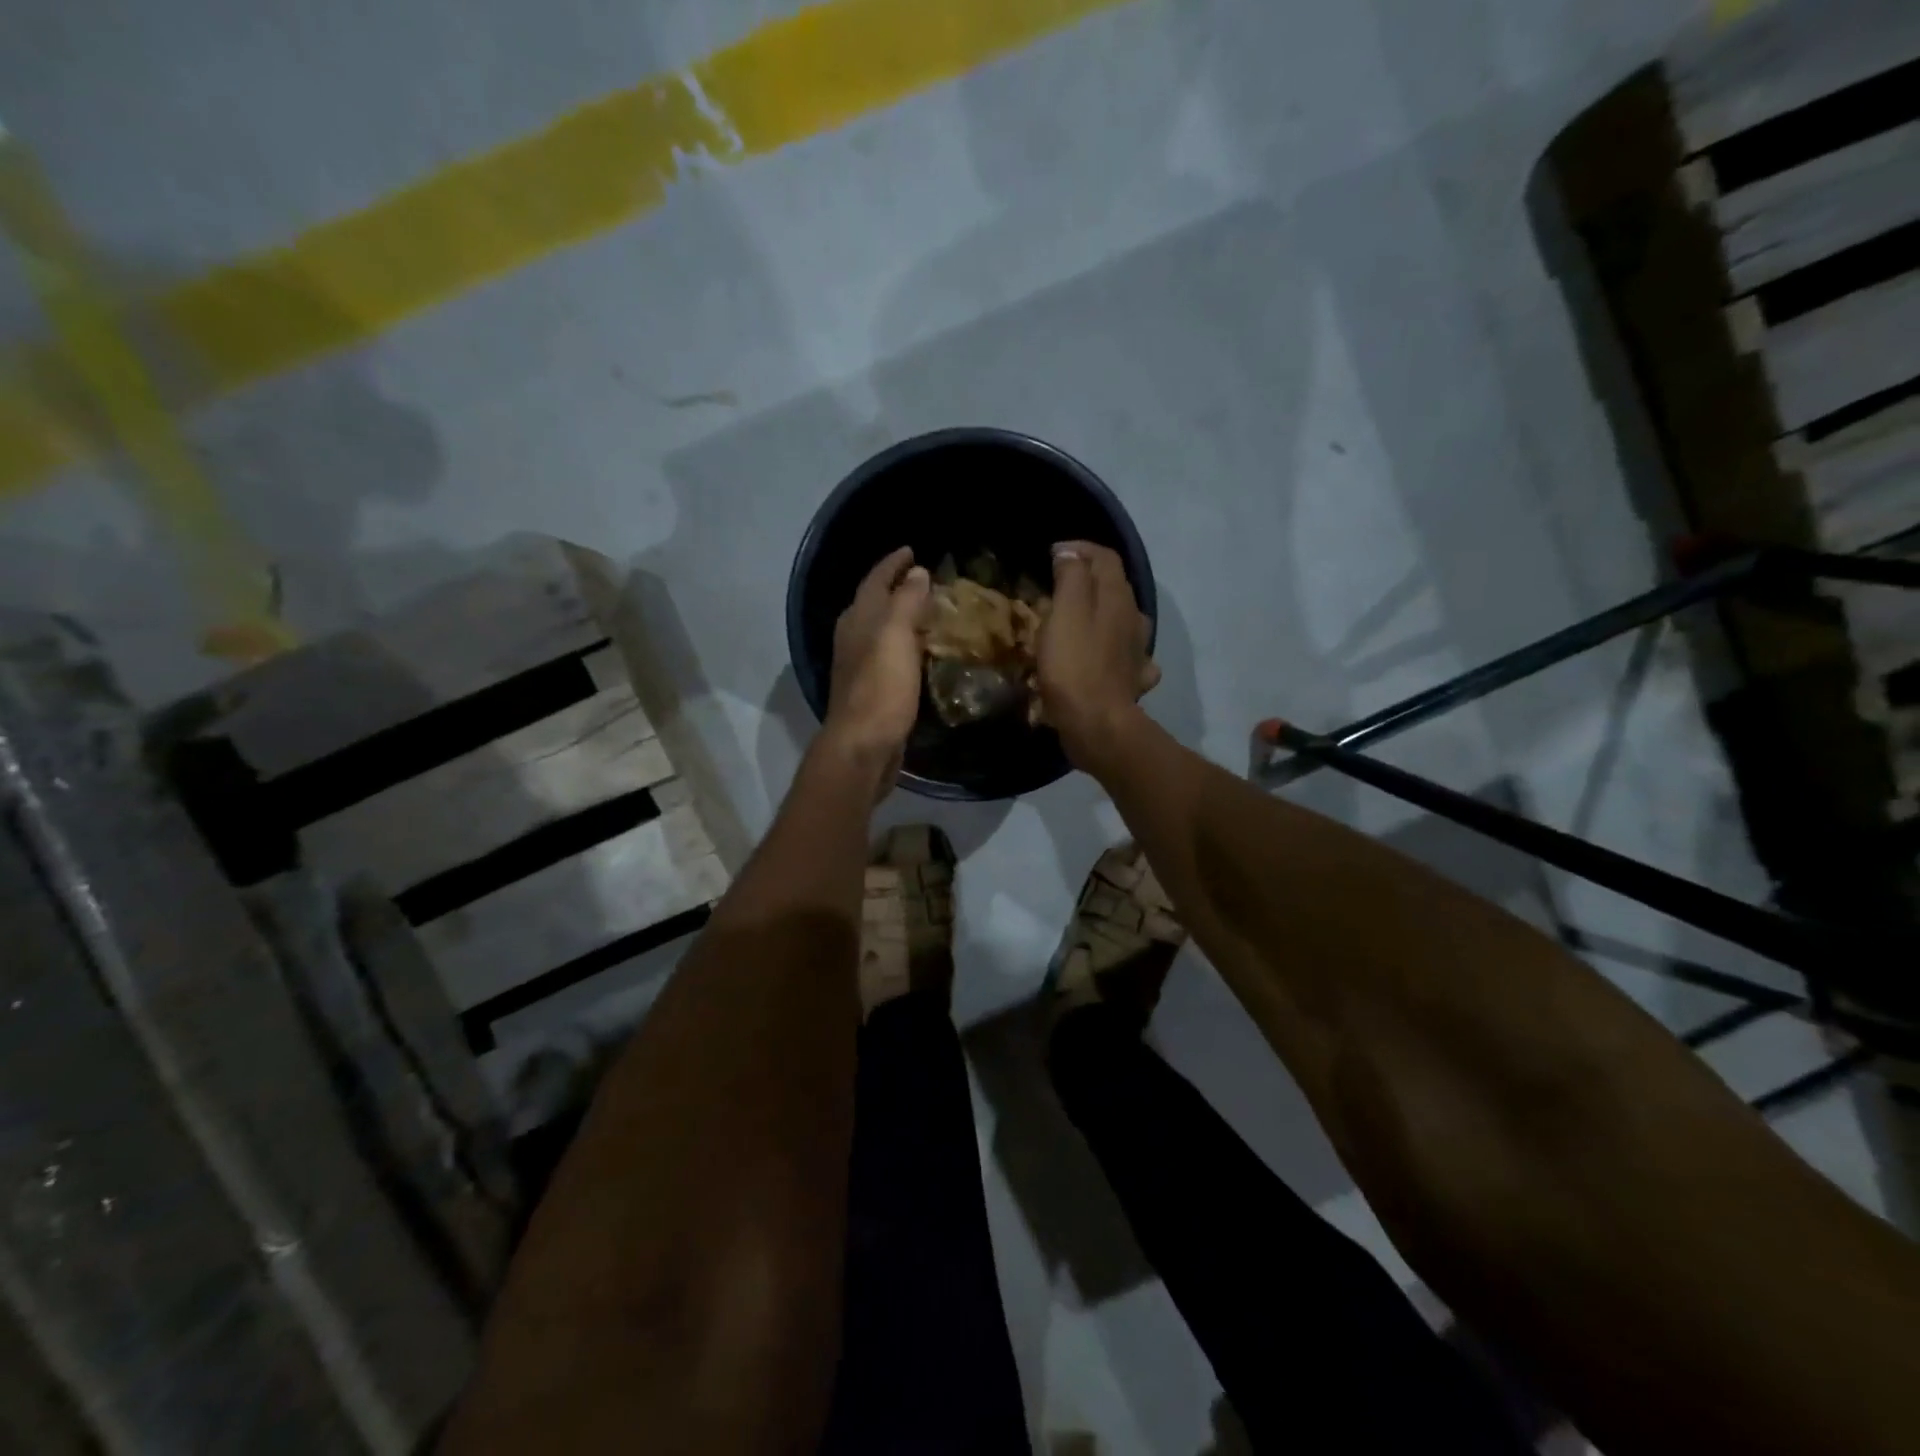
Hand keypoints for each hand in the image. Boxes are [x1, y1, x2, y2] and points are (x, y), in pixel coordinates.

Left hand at [824, 547, 932, 773]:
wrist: (863, 745)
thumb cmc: (881, 688)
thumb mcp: (896, 635)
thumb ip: (906, 601)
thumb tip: (916, 572)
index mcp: (857, 620)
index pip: (875, 580)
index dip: (893, 564)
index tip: (912, 550)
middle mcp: (852, 638)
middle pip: (872, 603)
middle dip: (894, 587)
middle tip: (922, 578)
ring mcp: (858, 666)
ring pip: (878, 630)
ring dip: (898, 616)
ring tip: (924, 611)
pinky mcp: (870, 691)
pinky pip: (887, 656)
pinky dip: (902, 645)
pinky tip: (916, 654)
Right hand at [1036, 541, 1159, 768]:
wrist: (1097, 724)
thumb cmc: (1074, 665)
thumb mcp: (1065, 612)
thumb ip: (1071, 576)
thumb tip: (1070, 552)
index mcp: (1118, 598)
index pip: (1105, 557)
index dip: (1079, 549)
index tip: (1051, 554)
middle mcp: (1134, 619)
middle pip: (1115, 587)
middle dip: (1088, 579)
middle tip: (1057, 586)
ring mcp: (1138, 652)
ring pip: (1123, 621)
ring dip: (1103, 613)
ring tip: (1078, 620)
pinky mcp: (1132, 681)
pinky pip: (1126, 656)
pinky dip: (1113, 649)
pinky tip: (1103, 657)